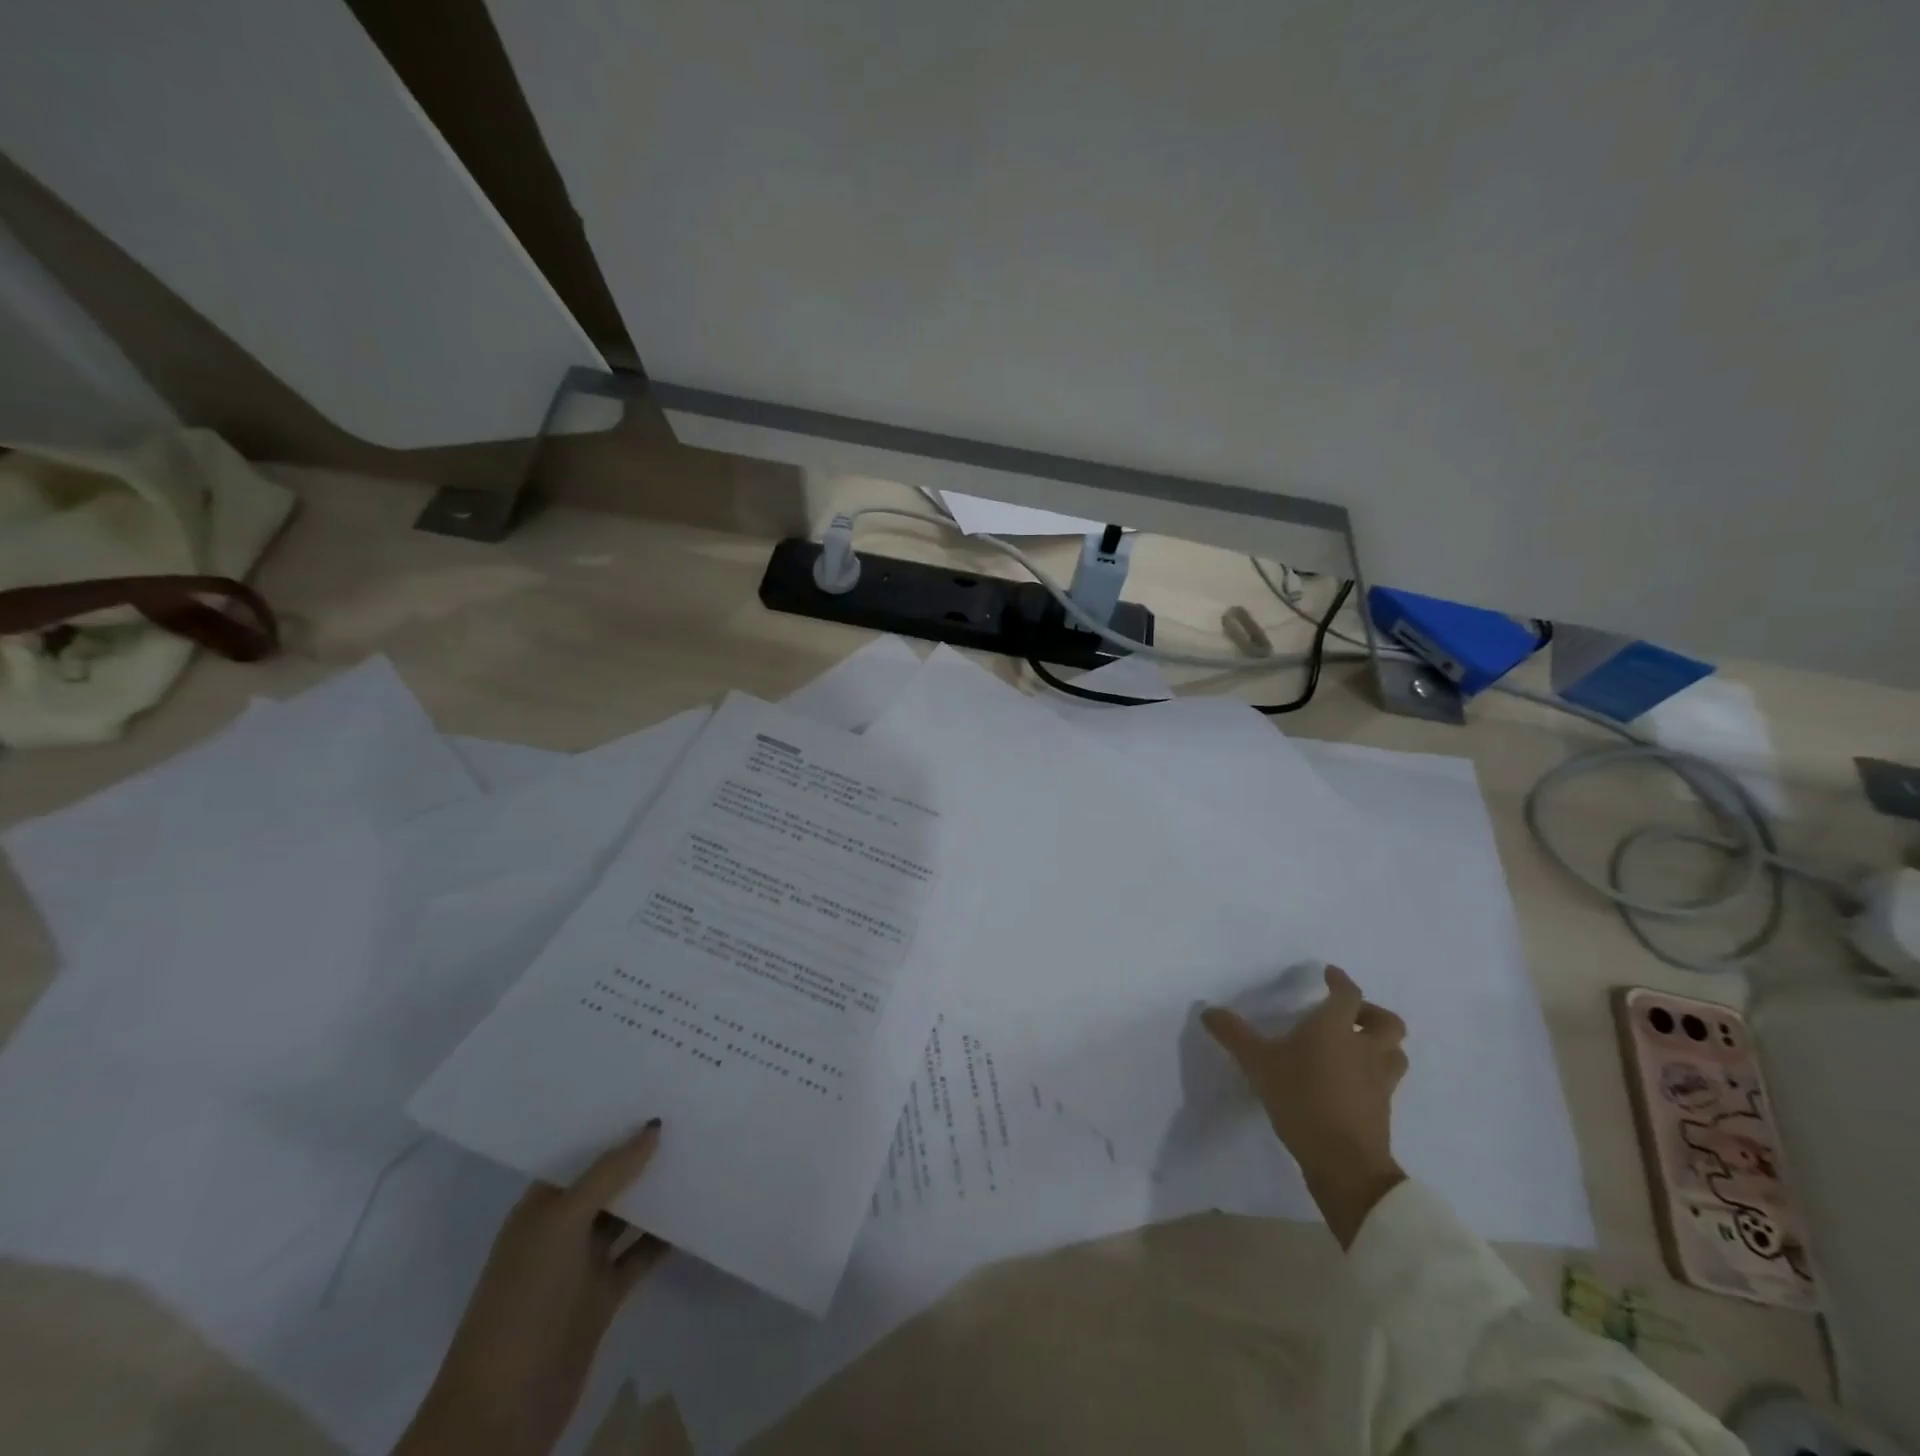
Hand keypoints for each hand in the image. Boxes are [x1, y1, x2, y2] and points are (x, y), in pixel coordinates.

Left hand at [394, 1122, 668, 1455]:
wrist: (503, 1409)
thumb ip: (609, 1173)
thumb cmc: (524, 1299)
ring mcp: (583, 1263)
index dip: (612, 1124)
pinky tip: (697, 1210)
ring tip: (701, 1150)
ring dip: (657, 1191)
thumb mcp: (562, 1225)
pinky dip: (665, 1236)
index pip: (580, 1152)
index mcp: (540, 1207)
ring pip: (628, 1214)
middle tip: (689, 1111)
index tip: (654, 1089)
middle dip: (640, 1152)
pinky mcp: (605, 1295)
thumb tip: (654, 1126)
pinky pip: (641, 1253)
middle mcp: (561, 1228)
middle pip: (607, 1180)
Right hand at [1203, 966, 1408, 1246]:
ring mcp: (1379, 1080)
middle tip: (1350, 1014)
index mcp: (1335, 1028)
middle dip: (1371, 1012)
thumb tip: (1209, 1011)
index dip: (1340, 980)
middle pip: (1388, 1022)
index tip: (1330, 973)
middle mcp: (1364, 1048)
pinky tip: (1353, 1082)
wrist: (1344, 1162)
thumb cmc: (1301, 1099)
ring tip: (1358, 1047)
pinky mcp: (1383, 1109)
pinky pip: (1386, 1081)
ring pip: (1394, 1052)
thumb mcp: (1257, 1063)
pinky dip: (1374, 1073)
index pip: (1348, 994)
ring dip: (1381, 1044)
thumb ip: (1233, 1035)